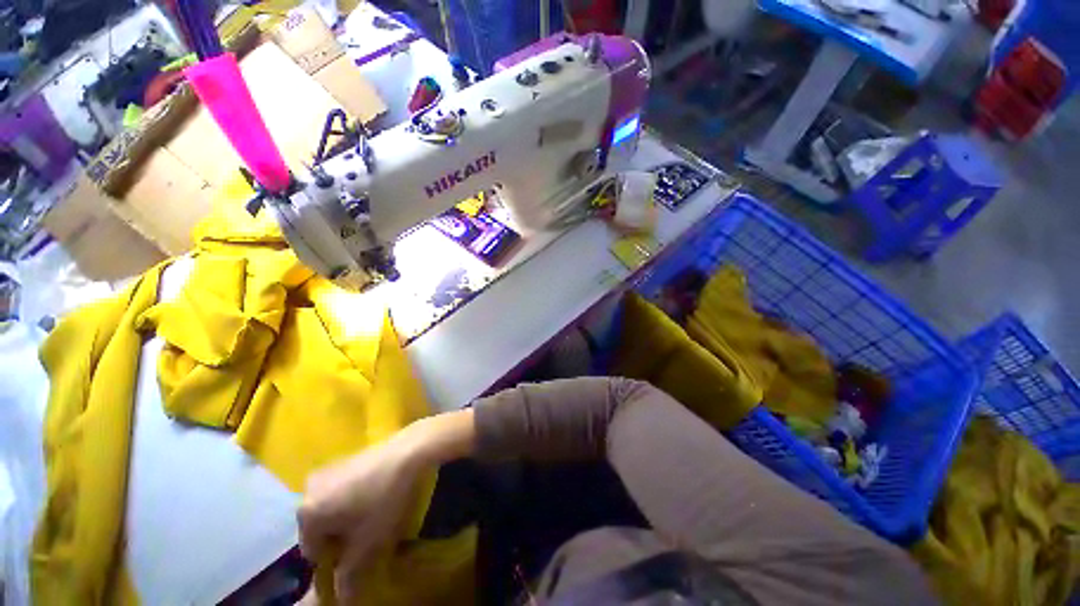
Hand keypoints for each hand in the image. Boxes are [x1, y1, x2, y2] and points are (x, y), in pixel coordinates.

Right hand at [297, 433, 423, 602]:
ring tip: (379, 512)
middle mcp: (310, 489)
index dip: (337, 559)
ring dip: (351, 516)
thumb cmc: (385, 500)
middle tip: (370, 533)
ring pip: (334, 507)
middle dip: (343, 536)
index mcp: (307, 513)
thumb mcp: (369, 545)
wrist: (409, 450)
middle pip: (321, 528)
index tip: (361, 553)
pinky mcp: (347, 456)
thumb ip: (350, 577)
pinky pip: (345, 487)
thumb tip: (343, 599)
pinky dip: (357, 496)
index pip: (313, 552)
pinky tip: (381, 492)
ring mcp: (329, 469)